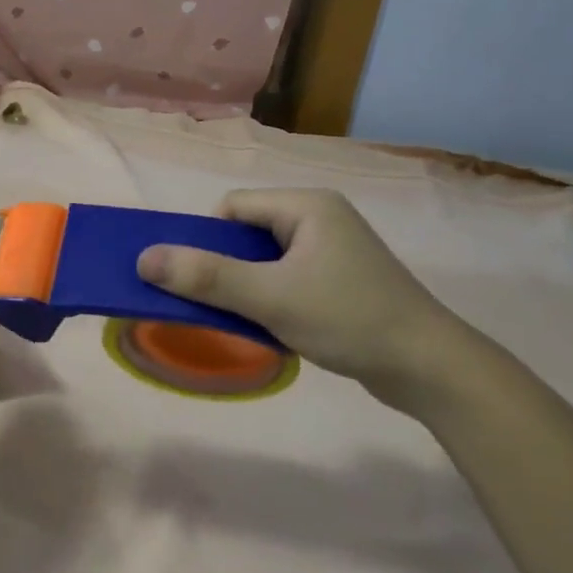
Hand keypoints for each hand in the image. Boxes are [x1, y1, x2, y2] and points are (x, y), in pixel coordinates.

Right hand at [137, 188, 469, 406]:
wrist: (428, 367)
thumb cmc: (348, 319)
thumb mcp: (270, 297)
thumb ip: (206, 277)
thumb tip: (143, 258)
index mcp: (306, 205)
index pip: (233, 207)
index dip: (207, 241)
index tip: (199, 282)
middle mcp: (320, 217)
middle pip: (247, 233)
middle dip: (225, 268)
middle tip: (217, 304)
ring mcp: (333, 249)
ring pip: (265, 259)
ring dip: (247, 287)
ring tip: (246, 319)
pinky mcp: (341, 278)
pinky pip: (287, 277)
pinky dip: (270, 299)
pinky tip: (274, 327)